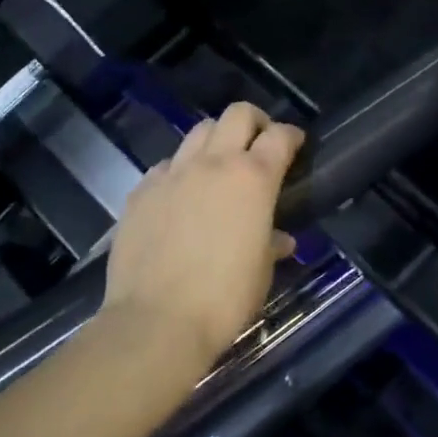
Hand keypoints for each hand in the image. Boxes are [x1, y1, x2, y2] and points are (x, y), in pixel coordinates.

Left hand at [104, 103, 303, 368]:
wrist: (155, 322)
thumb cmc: (224, 299)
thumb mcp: (261, 272)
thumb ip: (272, 244)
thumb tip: (279, 239)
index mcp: (253, 178)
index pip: (280, 136)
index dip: (292, 135)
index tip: (296, 143)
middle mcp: (214, 163)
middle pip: (238, 114)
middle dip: (254, 121)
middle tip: (258, 143)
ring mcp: (173, 173)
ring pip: (198, 131)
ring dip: (215, 140)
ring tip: (218, 164)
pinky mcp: (141, 190)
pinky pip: (166, 165)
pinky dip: (179, 170)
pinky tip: (180, 195)